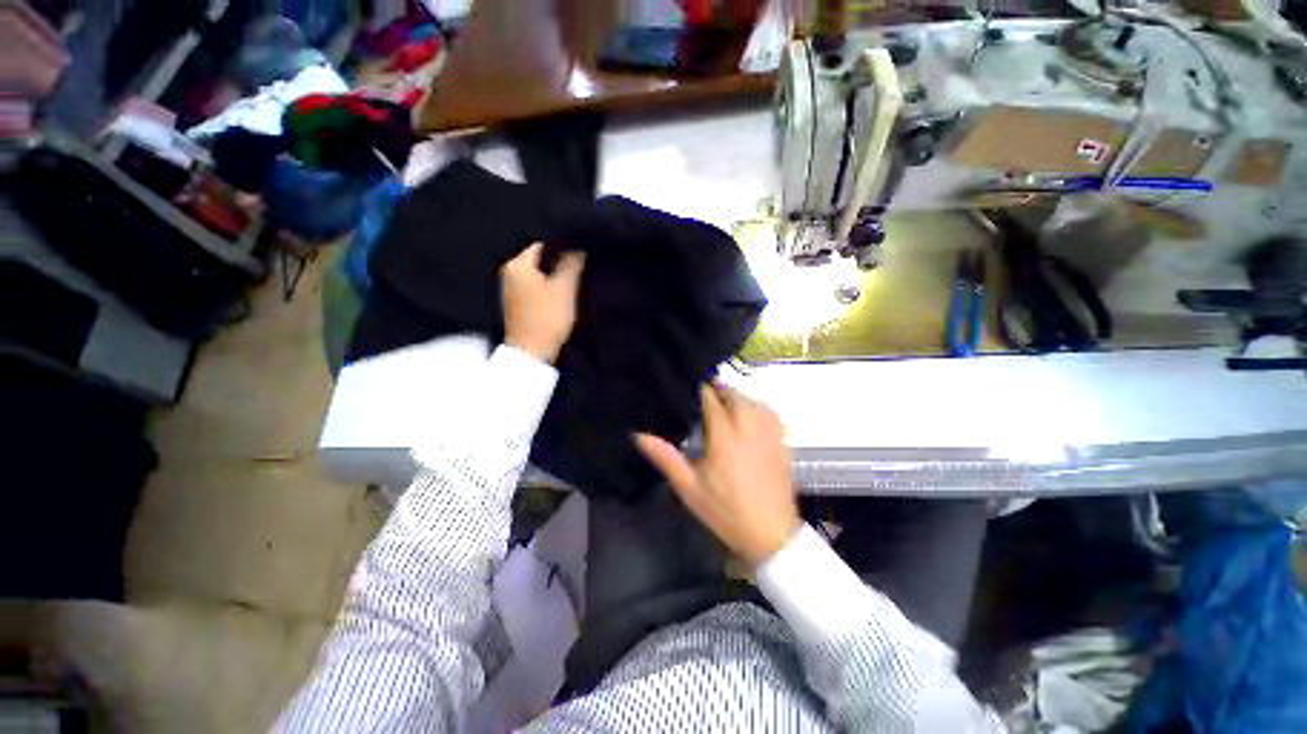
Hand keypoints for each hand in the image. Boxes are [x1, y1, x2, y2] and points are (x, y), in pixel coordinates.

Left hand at [500, 242, 585, 363]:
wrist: (532, 351)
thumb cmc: (547, 319)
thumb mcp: (565, 289)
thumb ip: (572, 265)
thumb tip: (577, 250)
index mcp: (518, 265)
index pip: (542, 246)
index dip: (562, 250)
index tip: (577, 260)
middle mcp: (509, 273)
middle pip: (538, 260)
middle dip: (557, 266)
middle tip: (576, 275)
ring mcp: (510, 289)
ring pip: (536, 275)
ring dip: (552, 279)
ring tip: (568, 289)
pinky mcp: (514, 304)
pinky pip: (532, 288)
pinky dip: (545, 290)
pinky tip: (557, 301)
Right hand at [636, 384, 799, 566]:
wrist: (770, 534)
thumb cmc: (725, 511)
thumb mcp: (689, 488)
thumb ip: (666, 458)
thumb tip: (639, 436)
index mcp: (724, 437)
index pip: (711, 401)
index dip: (701, 392)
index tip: (690, 389)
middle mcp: (748, 428)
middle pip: (734, 396)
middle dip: (719, 390)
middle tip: (705, 395)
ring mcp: (769, 434)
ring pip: (753, 401)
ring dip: (738, 396)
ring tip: (725, 401)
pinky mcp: (782, 442)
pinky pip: (771, 413)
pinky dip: (758, 407)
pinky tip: (751, 414)